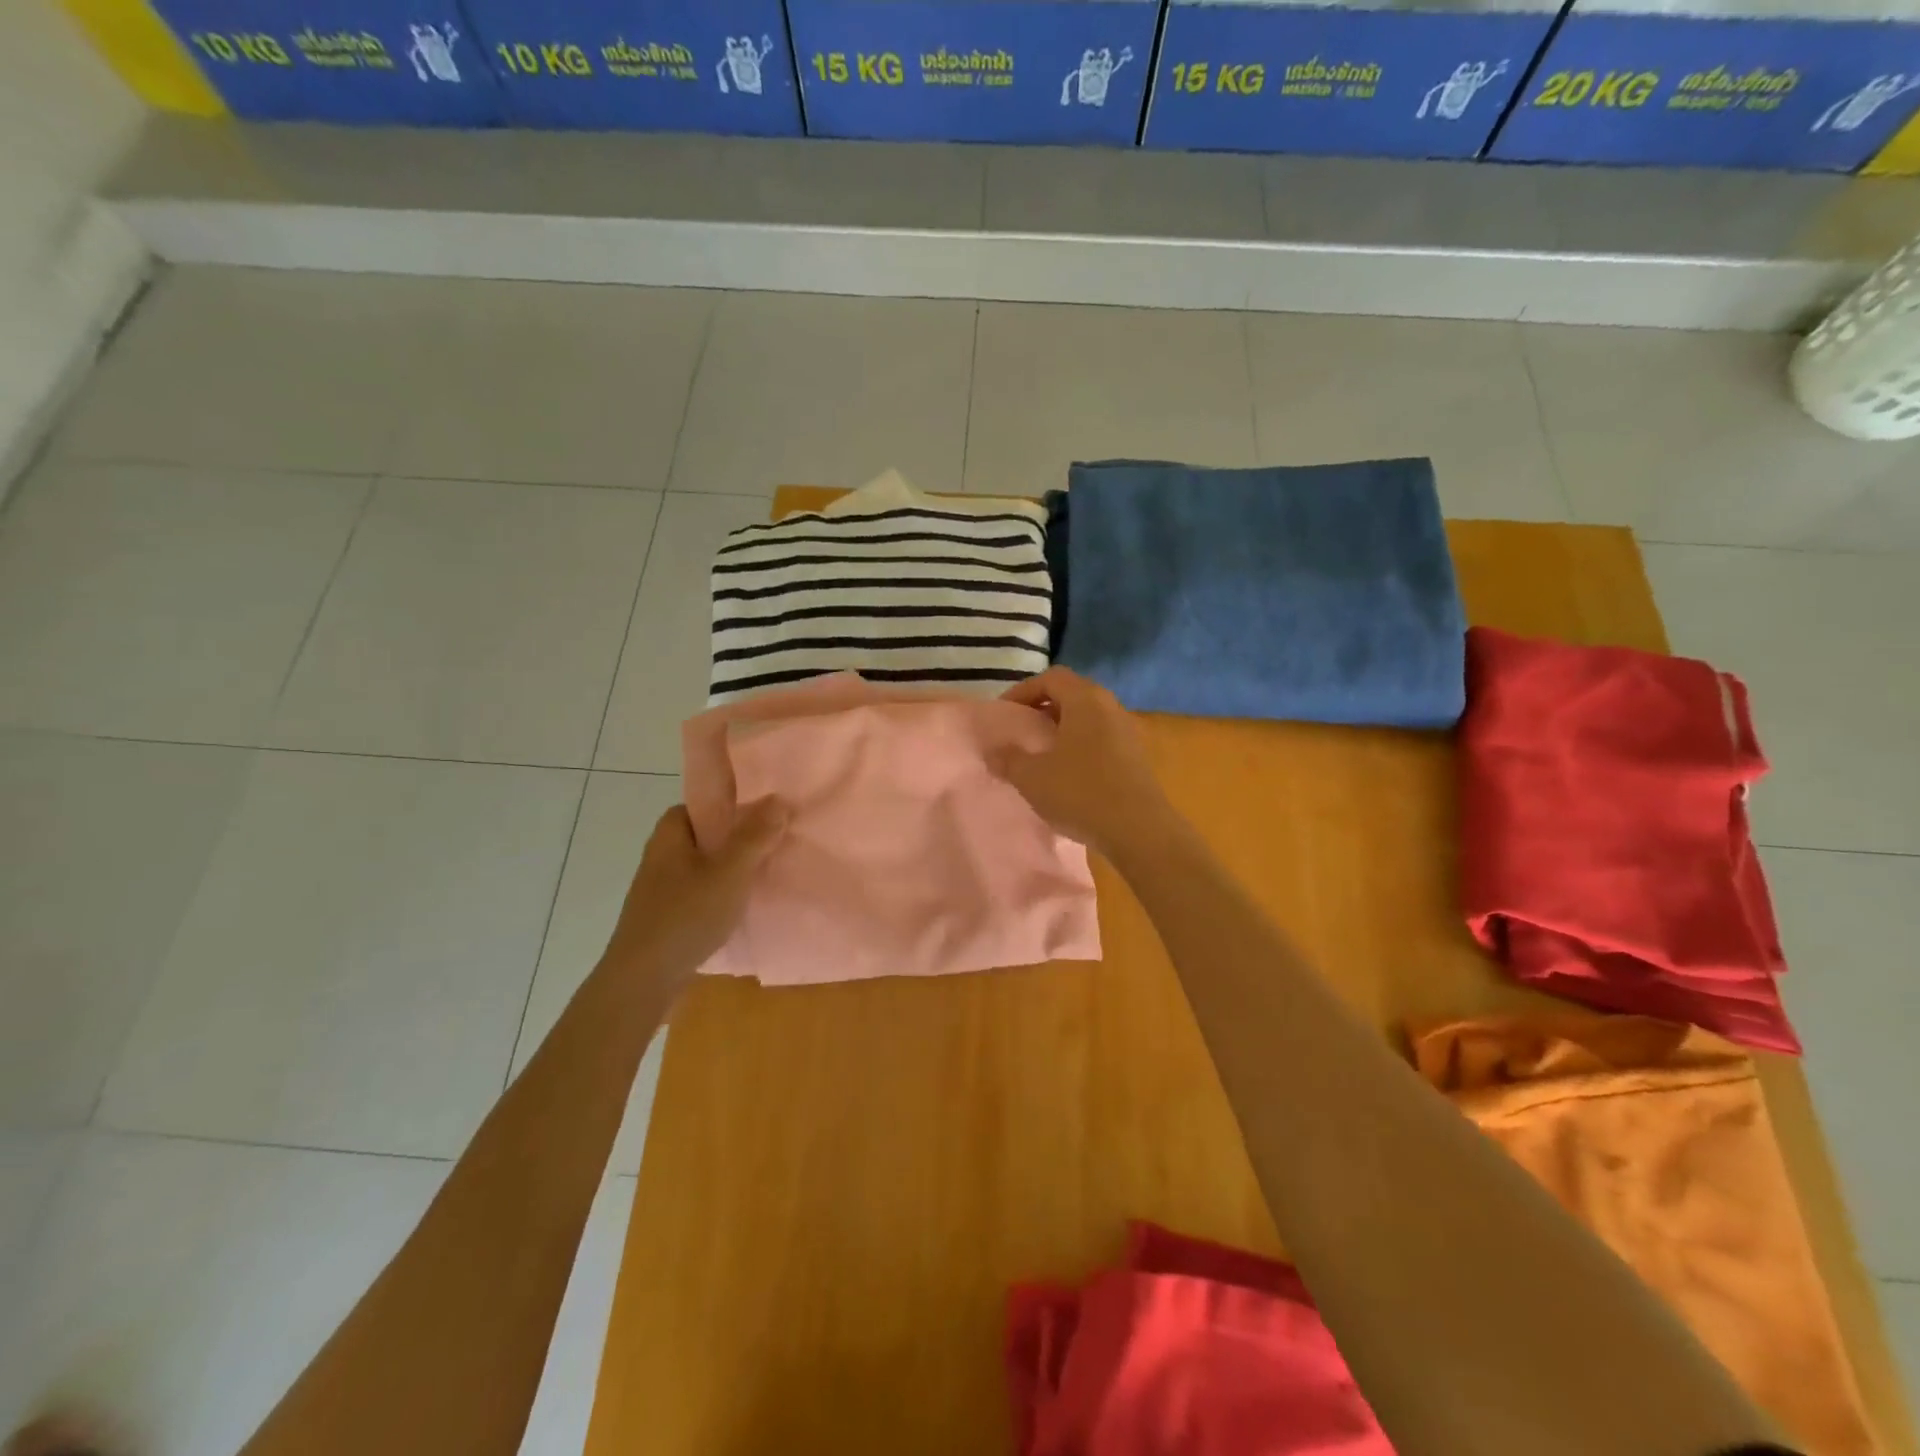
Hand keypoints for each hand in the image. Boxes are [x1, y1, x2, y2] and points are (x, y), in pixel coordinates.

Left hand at [604, 799, 787, 983]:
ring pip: (706, 866)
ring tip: (768, 872)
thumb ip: (755, 836)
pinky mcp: (667, 916)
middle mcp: (661, 855)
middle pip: (707, 835)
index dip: (734, 803)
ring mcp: (662, 888)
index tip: (765, 811)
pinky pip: (702, 892)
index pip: (704, 803)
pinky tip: (744, 905)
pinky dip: (722, 894)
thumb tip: (778, 799)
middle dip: (739, 837)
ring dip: (733, 868)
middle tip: (775, 840)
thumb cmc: (686, 915)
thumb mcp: (730, 872)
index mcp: (670, 833)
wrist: (643, 980)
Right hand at [992, 668, 1174, 856]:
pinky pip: (1101, 739)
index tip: (1005, 714)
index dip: (1023, 691)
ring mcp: (1128, 732)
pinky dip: (1080, 747)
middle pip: (1072, 694)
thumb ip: (1008, 759)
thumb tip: (994, 751)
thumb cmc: (1081, 793)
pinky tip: (1067, 775)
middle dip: (1043, 708)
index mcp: (1086, 700)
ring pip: (1088, 718)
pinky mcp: (1136, 758)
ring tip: (1041, 754)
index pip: (1051, 677)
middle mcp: (1110, 707)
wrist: (1139, 831)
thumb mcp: (1032, 777)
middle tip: (1021, 731)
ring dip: (1063, 730)